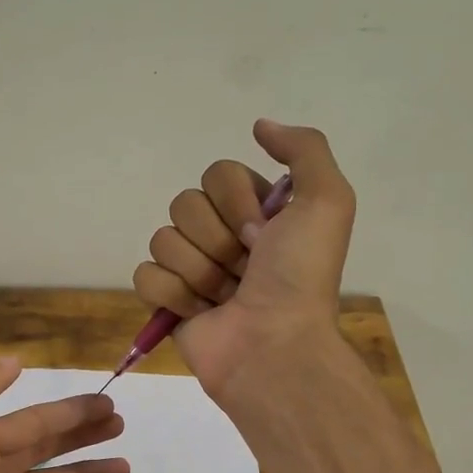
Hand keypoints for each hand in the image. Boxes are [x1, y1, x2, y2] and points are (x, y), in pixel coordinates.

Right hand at [133, 118, 355, 401]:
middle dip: (216, 240)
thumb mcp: (327, 202)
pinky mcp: (167, 301)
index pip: (216, 174)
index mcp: (255, 211)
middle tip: (245, 269)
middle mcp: (222, 235)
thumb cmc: (300, 277)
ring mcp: (191, 268)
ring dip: (198, 271)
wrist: (273, 346)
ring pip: (162, 239)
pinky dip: (172, 294)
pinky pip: (144, 274)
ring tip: (225, 297)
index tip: (262, 234)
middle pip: (184, 204)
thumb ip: (304, 150)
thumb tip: (260, 126)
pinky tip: (200, 312)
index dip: (236, 202)